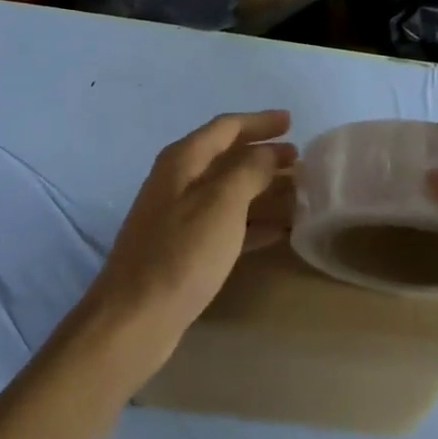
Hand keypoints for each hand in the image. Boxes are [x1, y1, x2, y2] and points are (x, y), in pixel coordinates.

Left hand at [80, 111, 296, 380]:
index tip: (292, 122)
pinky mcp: (184, 249)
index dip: (260, 122)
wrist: (135, 317)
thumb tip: (268, 152)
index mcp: (183, 160)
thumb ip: (249, 170)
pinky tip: (280, 232)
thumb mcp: (222, 203)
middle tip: (302, 161)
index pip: (226, 127)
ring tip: (300, 196)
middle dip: (265, 157)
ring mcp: (179, 216)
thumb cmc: (182, 253)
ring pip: (230, 193)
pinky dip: (253, 223)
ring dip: (264, 191)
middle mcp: (178, 181)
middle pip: (228, 158)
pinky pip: (226, 224)